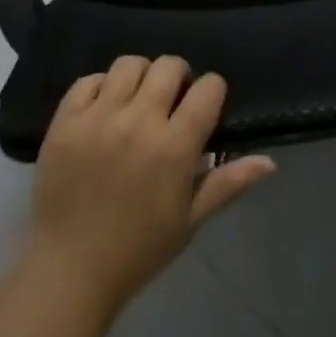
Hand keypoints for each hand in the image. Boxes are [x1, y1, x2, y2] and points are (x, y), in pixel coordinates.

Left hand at [28, 56, 274, 318]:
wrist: (69, 271)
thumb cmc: (137, 250)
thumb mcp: (189, 220)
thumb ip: (227, 183)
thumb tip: (269, 161)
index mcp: (175, 147)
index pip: (208, 88)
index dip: (211, 91)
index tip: (204, 105)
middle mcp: (139, 122)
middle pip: (169, 65)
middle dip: (178, 77)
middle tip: (171, 101)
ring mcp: (99, 117)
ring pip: (129, 64)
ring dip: (140, 76)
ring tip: (136, 100)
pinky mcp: (66, 120)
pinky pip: (88, 80)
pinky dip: (101, 87)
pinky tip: (104, 109)